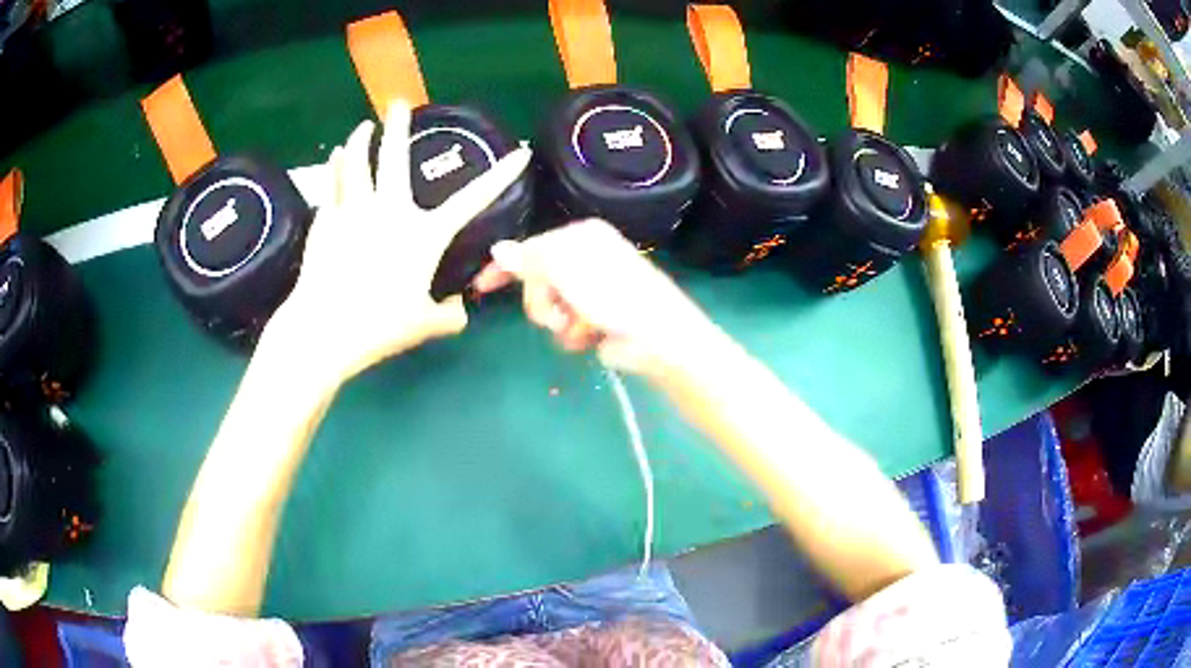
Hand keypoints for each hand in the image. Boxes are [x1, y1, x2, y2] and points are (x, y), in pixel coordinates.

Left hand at [266, 100, 531, 386]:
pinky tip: (334, 159)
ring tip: (363, 126)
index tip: (519, 153)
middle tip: (399, 104)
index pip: (472, 199)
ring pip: (355, 164)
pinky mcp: (326, 221)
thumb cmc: (379, 326)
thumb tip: (460, 313)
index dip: (500, 176)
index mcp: (423, 234)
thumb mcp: (424, 325)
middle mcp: (389, 211)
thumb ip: (448, 316)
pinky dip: (335, 168)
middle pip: (394, 159)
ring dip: (360, 140)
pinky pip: (332, 185)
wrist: (325, 327)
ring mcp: (353, 212)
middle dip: (398, 126)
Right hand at [474, 219, 715, 376]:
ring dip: (558, 321)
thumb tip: (497, 248)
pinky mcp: (597, 319)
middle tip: (557, 311)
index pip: (531, 247)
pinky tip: (590, 336)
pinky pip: (566, 327)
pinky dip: (573, 334)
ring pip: (549, 308)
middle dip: (541, 300)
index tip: (481, 285)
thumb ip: (528, 259)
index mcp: (581, 237)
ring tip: (579, 326)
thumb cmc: (612, 293)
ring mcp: (592, 291)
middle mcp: (586, 259)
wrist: (656, 336)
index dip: (505, 267)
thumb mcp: (565, 268)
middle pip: (536, 281)